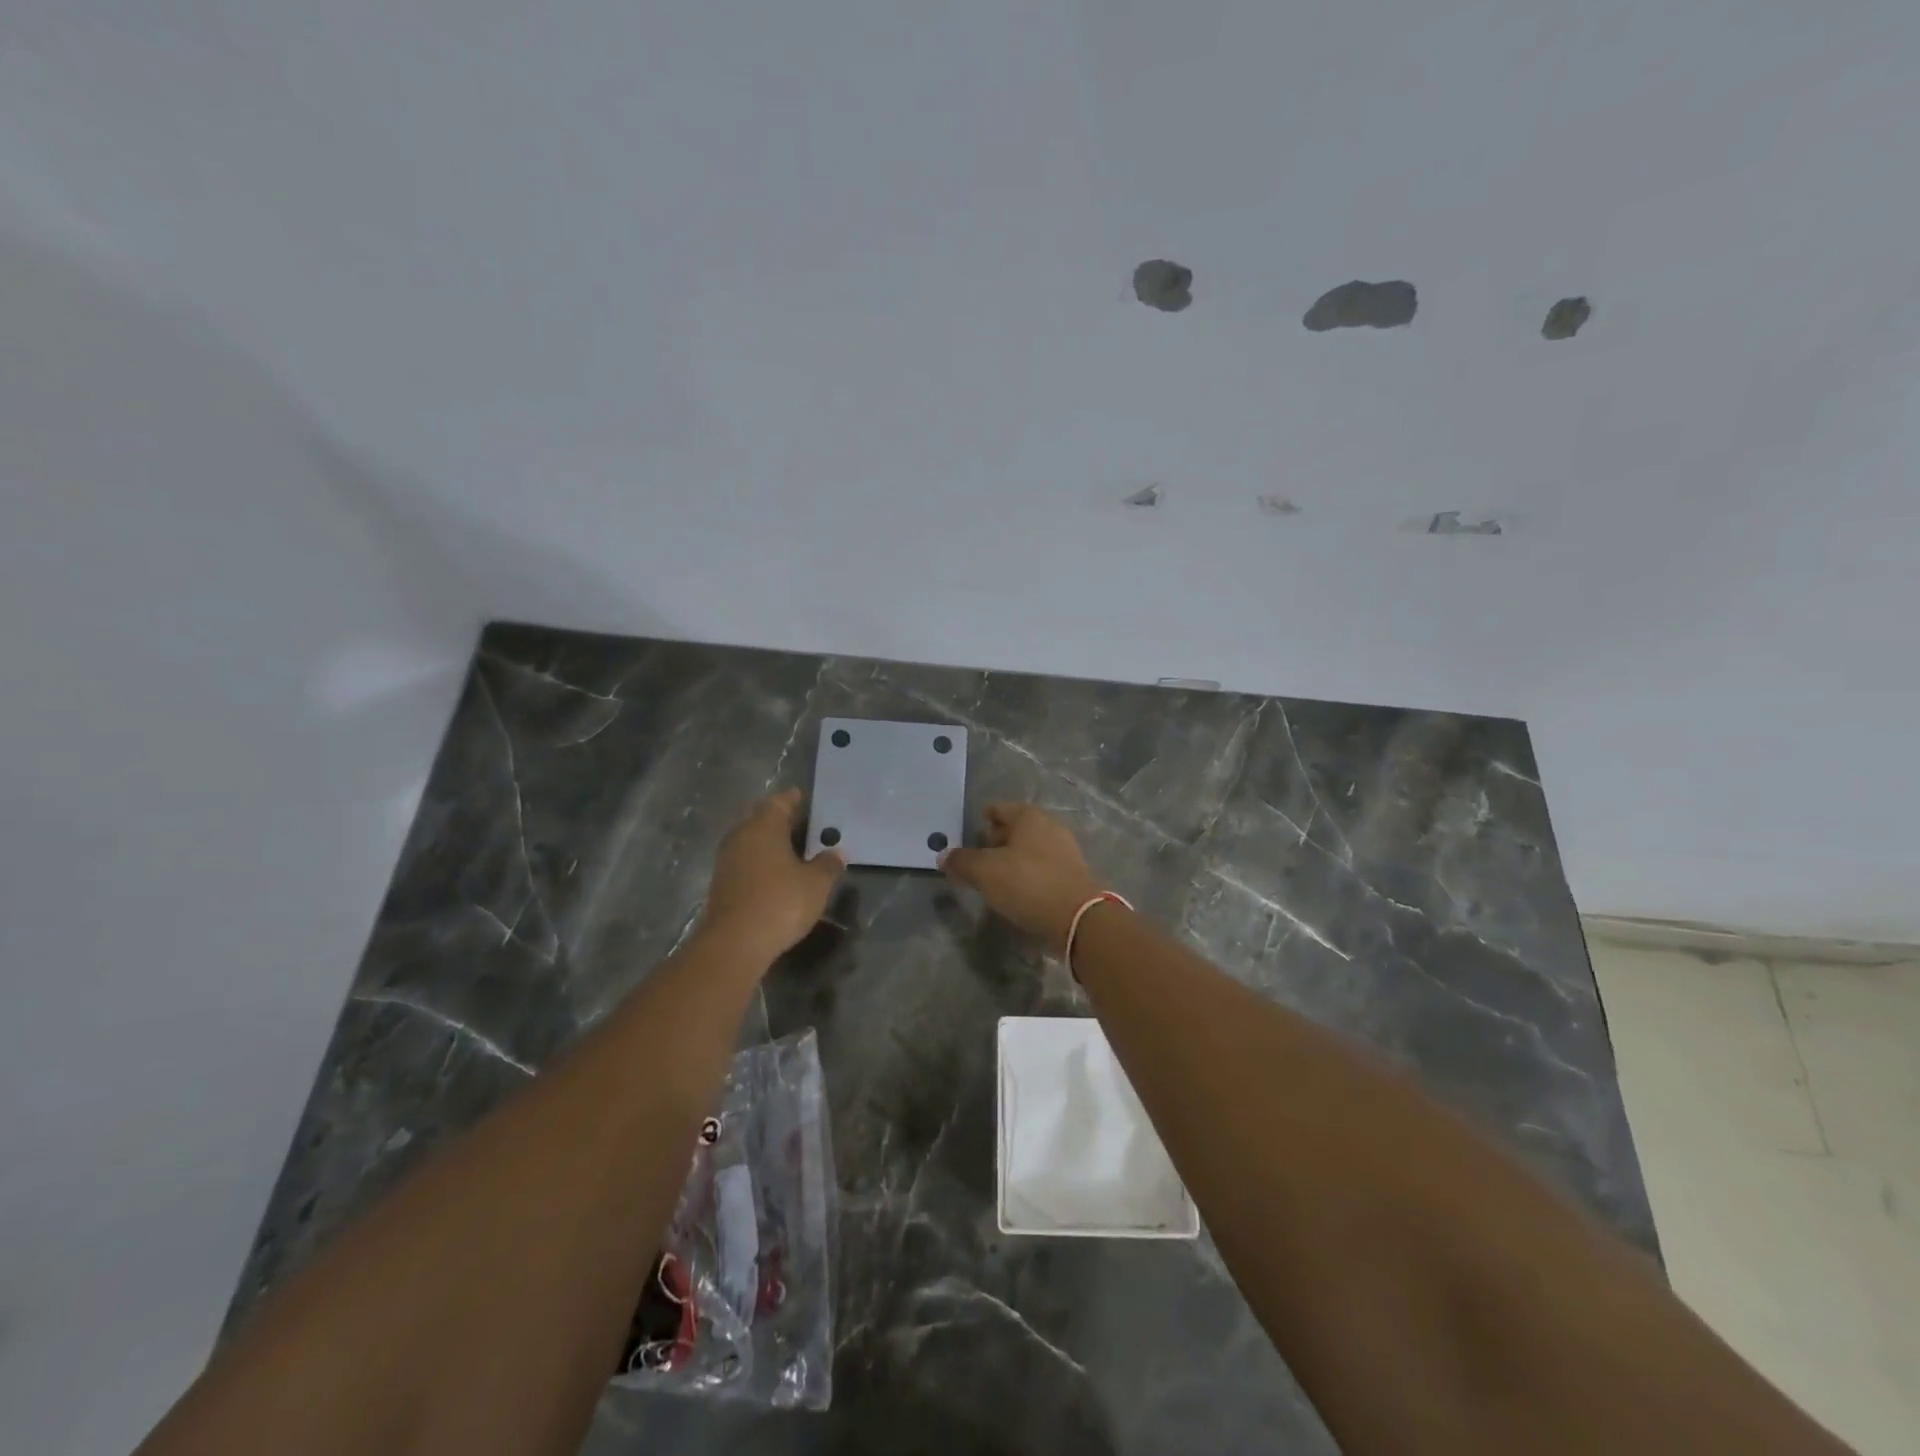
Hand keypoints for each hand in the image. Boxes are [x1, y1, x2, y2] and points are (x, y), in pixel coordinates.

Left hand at [698, 790, 845, 963]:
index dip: (795, 800)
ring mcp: (727, 860)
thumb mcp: (817, 884)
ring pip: (753, 841)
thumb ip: (828, 864)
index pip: (780, 802)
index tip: (808, 800)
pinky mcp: (723, 884)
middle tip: (807, 826)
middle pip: (763, 819)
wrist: (734, 944)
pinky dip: (763, 862)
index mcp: (763, 826)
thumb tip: (835, 853)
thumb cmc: (780, 902)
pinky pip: (747, 862)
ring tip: (796, 851)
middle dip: (783, 821)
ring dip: (772, 843)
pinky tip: (778, 874)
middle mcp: (741, 836)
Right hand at [939, 803, 1108, 952]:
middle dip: (998, 837)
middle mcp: (1050, 826)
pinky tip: (1018, 889)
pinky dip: (1028, 873)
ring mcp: (1065, 850)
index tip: (971, 830)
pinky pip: (1043, 866)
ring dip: (1013, 857)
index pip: (999, 808)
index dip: (983, 818)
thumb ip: (962, 861)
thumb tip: (943, 856)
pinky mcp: (1073, 874)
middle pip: (1016, 826)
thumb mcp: (985, 872)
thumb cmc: (1028, 883)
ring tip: (995, 875)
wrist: (1079, 918)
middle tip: (980, 854)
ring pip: (1030, 847)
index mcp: (1029, 816)